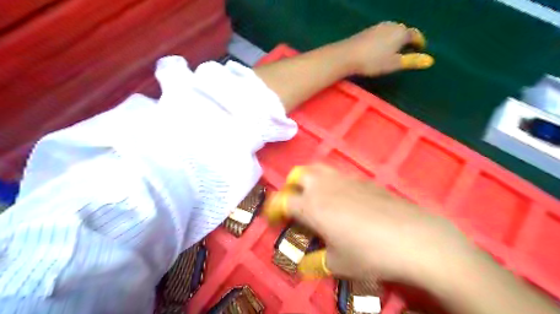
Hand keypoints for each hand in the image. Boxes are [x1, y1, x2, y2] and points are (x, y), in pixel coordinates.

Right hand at [263, 167, 475, 286]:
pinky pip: (337, 175)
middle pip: (297, 175)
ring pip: (317, 169)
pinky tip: (343, 199)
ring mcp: (344, 179)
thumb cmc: (369, 253)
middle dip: (290, 188)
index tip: (274, 219)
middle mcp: (323, 187)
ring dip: (309, 180)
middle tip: (294, 204)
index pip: (282, 202)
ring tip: (314, 196)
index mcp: (311, 206)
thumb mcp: (338, 264)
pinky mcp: (362, 179)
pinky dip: (330, 182)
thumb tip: (304, 266)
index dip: (273, 210)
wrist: (412, 237)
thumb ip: (316, 263)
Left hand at [334, 21, 434, 75]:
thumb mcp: (394, 64)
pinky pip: (382, 33)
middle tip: (409, 50)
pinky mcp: (367, 30)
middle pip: (404, 31)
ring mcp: (378, 27)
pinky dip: (386, 38)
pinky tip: (380, 47)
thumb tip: (430, 61)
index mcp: (401, 33)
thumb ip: (411, 61)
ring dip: (396, 38)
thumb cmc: (373, 62)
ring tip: (395, 49)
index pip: (415, 35)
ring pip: (392, 31)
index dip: (419, 42)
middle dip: (408, 39)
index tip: (421, 48)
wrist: (347, 55)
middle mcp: (392, 26)